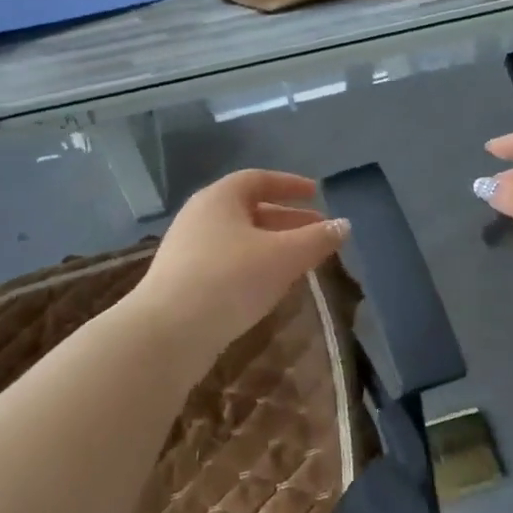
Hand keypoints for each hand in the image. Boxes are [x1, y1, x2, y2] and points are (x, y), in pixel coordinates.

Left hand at [128, 170, 349, 360]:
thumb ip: (317, 239)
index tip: (316, 193)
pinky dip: (253, 264)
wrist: (168, 332)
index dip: (290, 185)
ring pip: (239, 238)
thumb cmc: (230, 279)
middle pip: (250, 209)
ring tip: (300, 260)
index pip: (258, 179)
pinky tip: (269, 285)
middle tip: (318, 230)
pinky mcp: (182, 280)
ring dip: (272, 244)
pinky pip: (226, 261)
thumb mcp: (283, 256)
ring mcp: (187, 249)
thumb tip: (344, 225)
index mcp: (220, 198)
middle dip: (287, 219)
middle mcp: (200, 216)